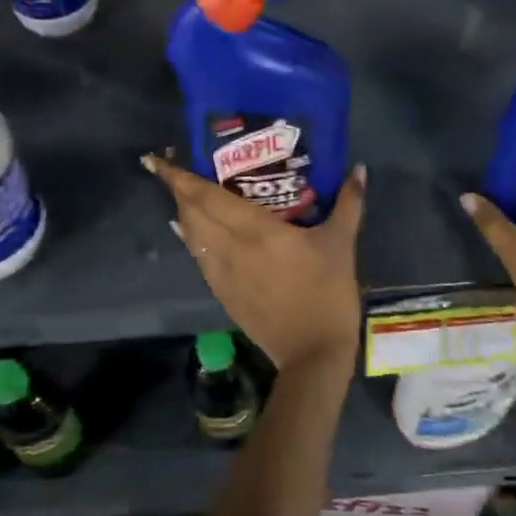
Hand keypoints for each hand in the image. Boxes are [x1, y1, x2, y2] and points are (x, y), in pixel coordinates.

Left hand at [143, 154, 365, 375]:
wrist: (313, 354)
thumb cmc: (327, 292)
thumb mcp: (341, 243)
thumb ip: (349, 203)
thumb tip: (358, 168)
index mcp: (254, 229)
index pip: (206, 197)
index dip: (179, 179)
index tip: (158, 161)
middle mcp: (229, 247)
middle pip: (192, 213)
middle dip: (178, 190)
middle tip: (173, 169)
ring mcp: (222, 274)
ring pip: (191, 236)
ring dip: (183, 213)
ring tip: (183, 194)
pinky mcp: (223, 294)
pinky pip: (199, 257)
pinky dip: (191, 239)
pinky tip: (194, 233)